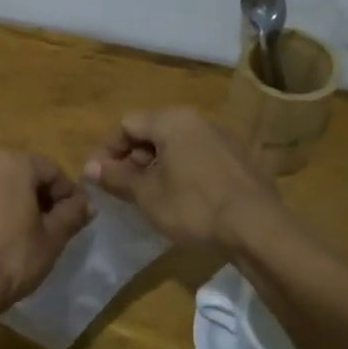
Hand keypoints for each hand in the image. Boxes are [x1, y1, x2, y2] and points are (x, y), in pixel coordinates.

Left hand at [0, 151, 91, 319]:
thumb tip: (86, 203)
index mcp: (11, 163)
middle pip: (18, 175)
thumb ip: (72, 213)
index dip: (66, 193)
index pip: (51, 170)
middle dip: (34, 197)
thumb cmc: (12, 258)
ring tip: (14, 237)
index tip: (74, 218)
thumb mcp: (53, 238)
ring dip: (6, 205)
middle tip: (46, 227)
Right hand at [83, 108, 280, 249]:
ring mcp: (223, 138)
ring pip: (177, 144)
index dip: (108, 149)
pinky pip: (199, 156)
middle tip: (122, 187)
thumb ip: (116, 177)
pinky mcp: (239, 158)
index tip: (99, 177)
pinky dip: (182, 170)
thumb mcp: (147, 195)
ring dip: (156, 165)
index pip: (127, 123)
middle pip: (153, 130)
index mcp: (173, 120)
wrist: (257, 227)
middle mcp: (199, 120)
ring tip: (149, 195)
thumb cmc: (194, 206)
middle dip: (132, 157)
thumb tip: (90, 168)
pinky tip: (181, 198)